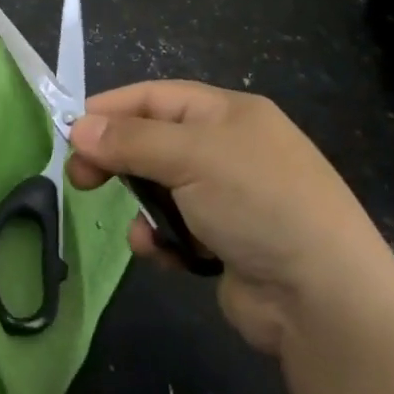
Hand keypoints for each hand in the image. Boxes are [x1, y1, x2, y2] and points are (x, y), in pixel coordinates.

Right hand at [67, 81, 393, 356]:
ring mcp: (232, 198)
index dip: (112, 109)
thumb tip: (78, 127)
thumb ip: (130, 141)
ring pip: (163, 189)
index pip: (157, 97)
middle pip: (156, 142)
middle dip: (119, 159)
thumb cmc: (256, 201)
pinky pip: (178, 229)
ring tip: (139, 228)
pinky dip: (163, 239)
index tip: (71, 130)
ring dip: (143, 206)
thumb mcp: (191, 156)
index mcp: (229, 113)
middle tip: (80, 178)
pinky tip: (161, 254)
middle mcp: (231, 149)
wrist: (323, 297)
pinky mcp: (228, 243)